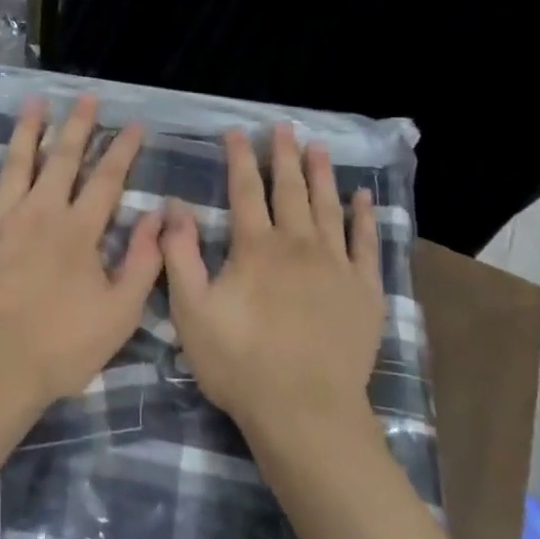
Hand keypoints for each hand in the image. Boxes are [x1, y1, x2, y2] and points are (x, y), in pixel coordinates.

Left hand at [0, 94, 163, 410]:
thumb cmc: (61, 346)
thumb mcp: (120, 312)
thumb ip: (142, 261)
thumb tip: (157, 216)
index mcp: (78, 230)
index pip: (107, 179)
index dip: (122, 149)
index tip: (133, 124)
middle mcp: (39, 212)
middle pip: (61, 159)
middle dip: (77, 125)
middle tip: (86, 97)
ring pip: (14, 162)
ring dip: (26, 130)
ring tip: (34, 101)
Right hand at [161, 124, 383, 437]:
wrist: (305, 412)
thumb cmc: (240, 363)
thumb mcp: (192, 311)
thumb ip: (180, 255)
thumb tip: (174, 206)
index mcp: (256, 248)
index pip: (245, 191)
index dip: (240, 158)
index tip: (237, 131)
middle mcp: (298, 244)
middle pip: (290, 190)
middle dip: (284, 155)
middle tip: (283, 127)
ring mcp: (336, 266)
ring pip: (328, 207)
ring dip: (322, 174)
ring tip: (319, 147)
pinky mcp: (364, 291)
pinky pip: (366, 244)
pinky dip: (364, 218)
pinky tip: (363, 198)